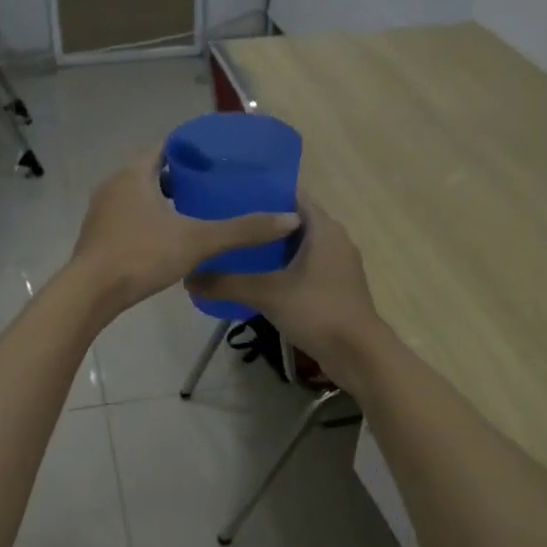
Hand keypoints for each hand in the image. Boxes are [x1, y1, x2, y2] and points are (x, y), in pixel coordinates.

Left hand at [67, 146, 300, 317]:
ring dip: (165, 201)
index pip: (166, 146)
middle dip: (183, 177)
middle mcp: (114, 185)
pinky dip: (151, 221)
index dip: (193, 149)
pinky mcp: (99, 236)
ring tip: (198, 213)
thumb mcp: (198, 241)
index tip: (219, 159)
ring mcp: (102, 212)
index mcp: (134, 173)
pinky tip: (170, 240)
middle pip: (153, 170)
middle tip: (215, 187)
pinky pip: (130, 218)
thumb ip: (242, 230)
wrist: (90, 294)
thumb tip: (289, 219)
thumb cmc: (141, 255)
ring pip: (140, 196)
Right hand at [187, 195, 388, 383]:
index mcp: (324, 228)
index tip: (231, 195)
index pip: (292, 195)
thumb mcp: (267, 294)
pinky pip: (305, 268)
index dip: (263, 192)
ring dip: (272, 248)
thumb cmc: (317, 311)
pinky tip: (258, 279)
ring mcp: (338, 265)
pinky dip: (284, 268)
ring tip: (235, 250)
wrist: (358, 354)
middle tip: (226, 224)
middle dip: (262, 222)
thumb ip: (227, 283)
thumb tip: (188, 278)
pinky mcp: (336, 287)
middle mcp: (334, 239)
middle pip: (293, 221)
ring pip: (299, 246)